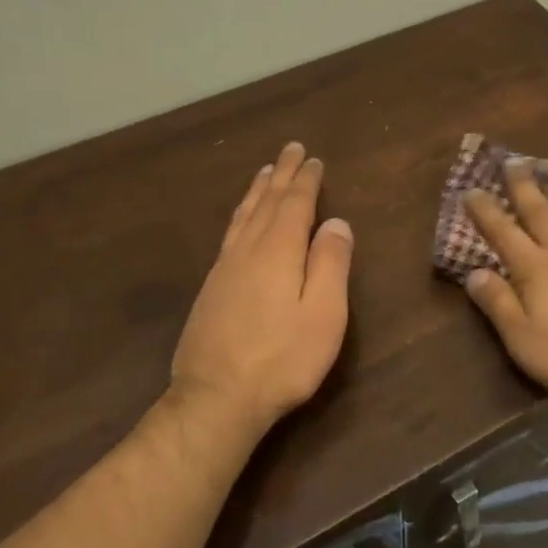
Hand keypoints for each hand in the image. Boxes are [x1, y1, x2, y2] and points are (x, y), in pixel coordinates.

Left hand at [171, 142, 353, 436]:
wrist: (217, 397)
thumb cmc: (282, 359)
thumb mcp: (324, 314)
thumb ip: (331, 264)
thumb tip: (336, 222)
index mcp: (278, 252)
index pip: (294, 205)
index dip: (306, 181)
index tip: (313, 159)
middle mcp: (247, 251)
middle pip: (266, 203)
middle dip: (281, 175)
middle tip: (290, 150)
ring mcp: (224, 270)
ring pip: (243, 218)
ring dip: (257, 191)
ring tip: (264, 173)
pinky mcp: (211, 290)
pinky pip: (230, 235)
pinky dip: (240, 216)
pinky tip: (241, 222)